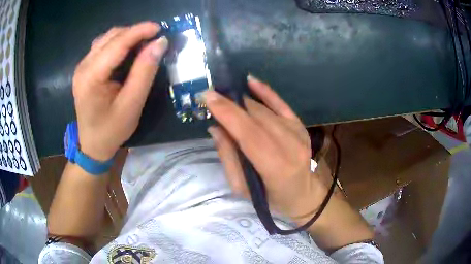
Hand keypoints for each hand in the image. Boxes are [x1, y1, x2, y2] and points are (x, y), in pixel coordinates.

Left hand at [72, 22, 167, 160]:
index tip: (160, 28)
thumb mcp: (132, 104)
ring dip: (127, 36)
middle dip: (134, 32)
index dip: (139, 31)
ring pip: (107, 39)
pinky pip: (103, 46)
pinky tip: (128, 51)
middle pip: (111, 37)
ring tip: (144, 43)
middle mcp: (83, 66)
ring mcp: (82, 66)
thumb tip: (159, 43)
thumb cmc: (112, 130)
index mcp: (91, 77)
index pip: (117, 43)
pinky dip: (118, 43)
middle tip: (155, 38)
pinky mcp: (85, 68)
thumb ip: (144, 72)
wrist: (92, 145)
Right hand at [206, 76, 325, 219]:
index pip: (249, 134)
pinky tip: (250, 81)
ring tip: (223, 96)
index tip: (207, 96)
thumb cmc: (270, 197)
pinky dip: (265, 91)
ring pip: (264, 110)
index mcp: (276, 167)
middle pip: (256, 117)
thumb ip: (228, 157)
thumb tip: (216, 128)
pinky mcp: (300, 125)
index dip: (228, 113)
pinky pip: (281, 103)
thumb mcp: (242, 188)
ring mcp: (298, 132)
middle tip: (210, 96)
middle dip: (230, 103)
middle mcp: (291, 145)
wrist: (303, 193)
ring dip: (241, 101)